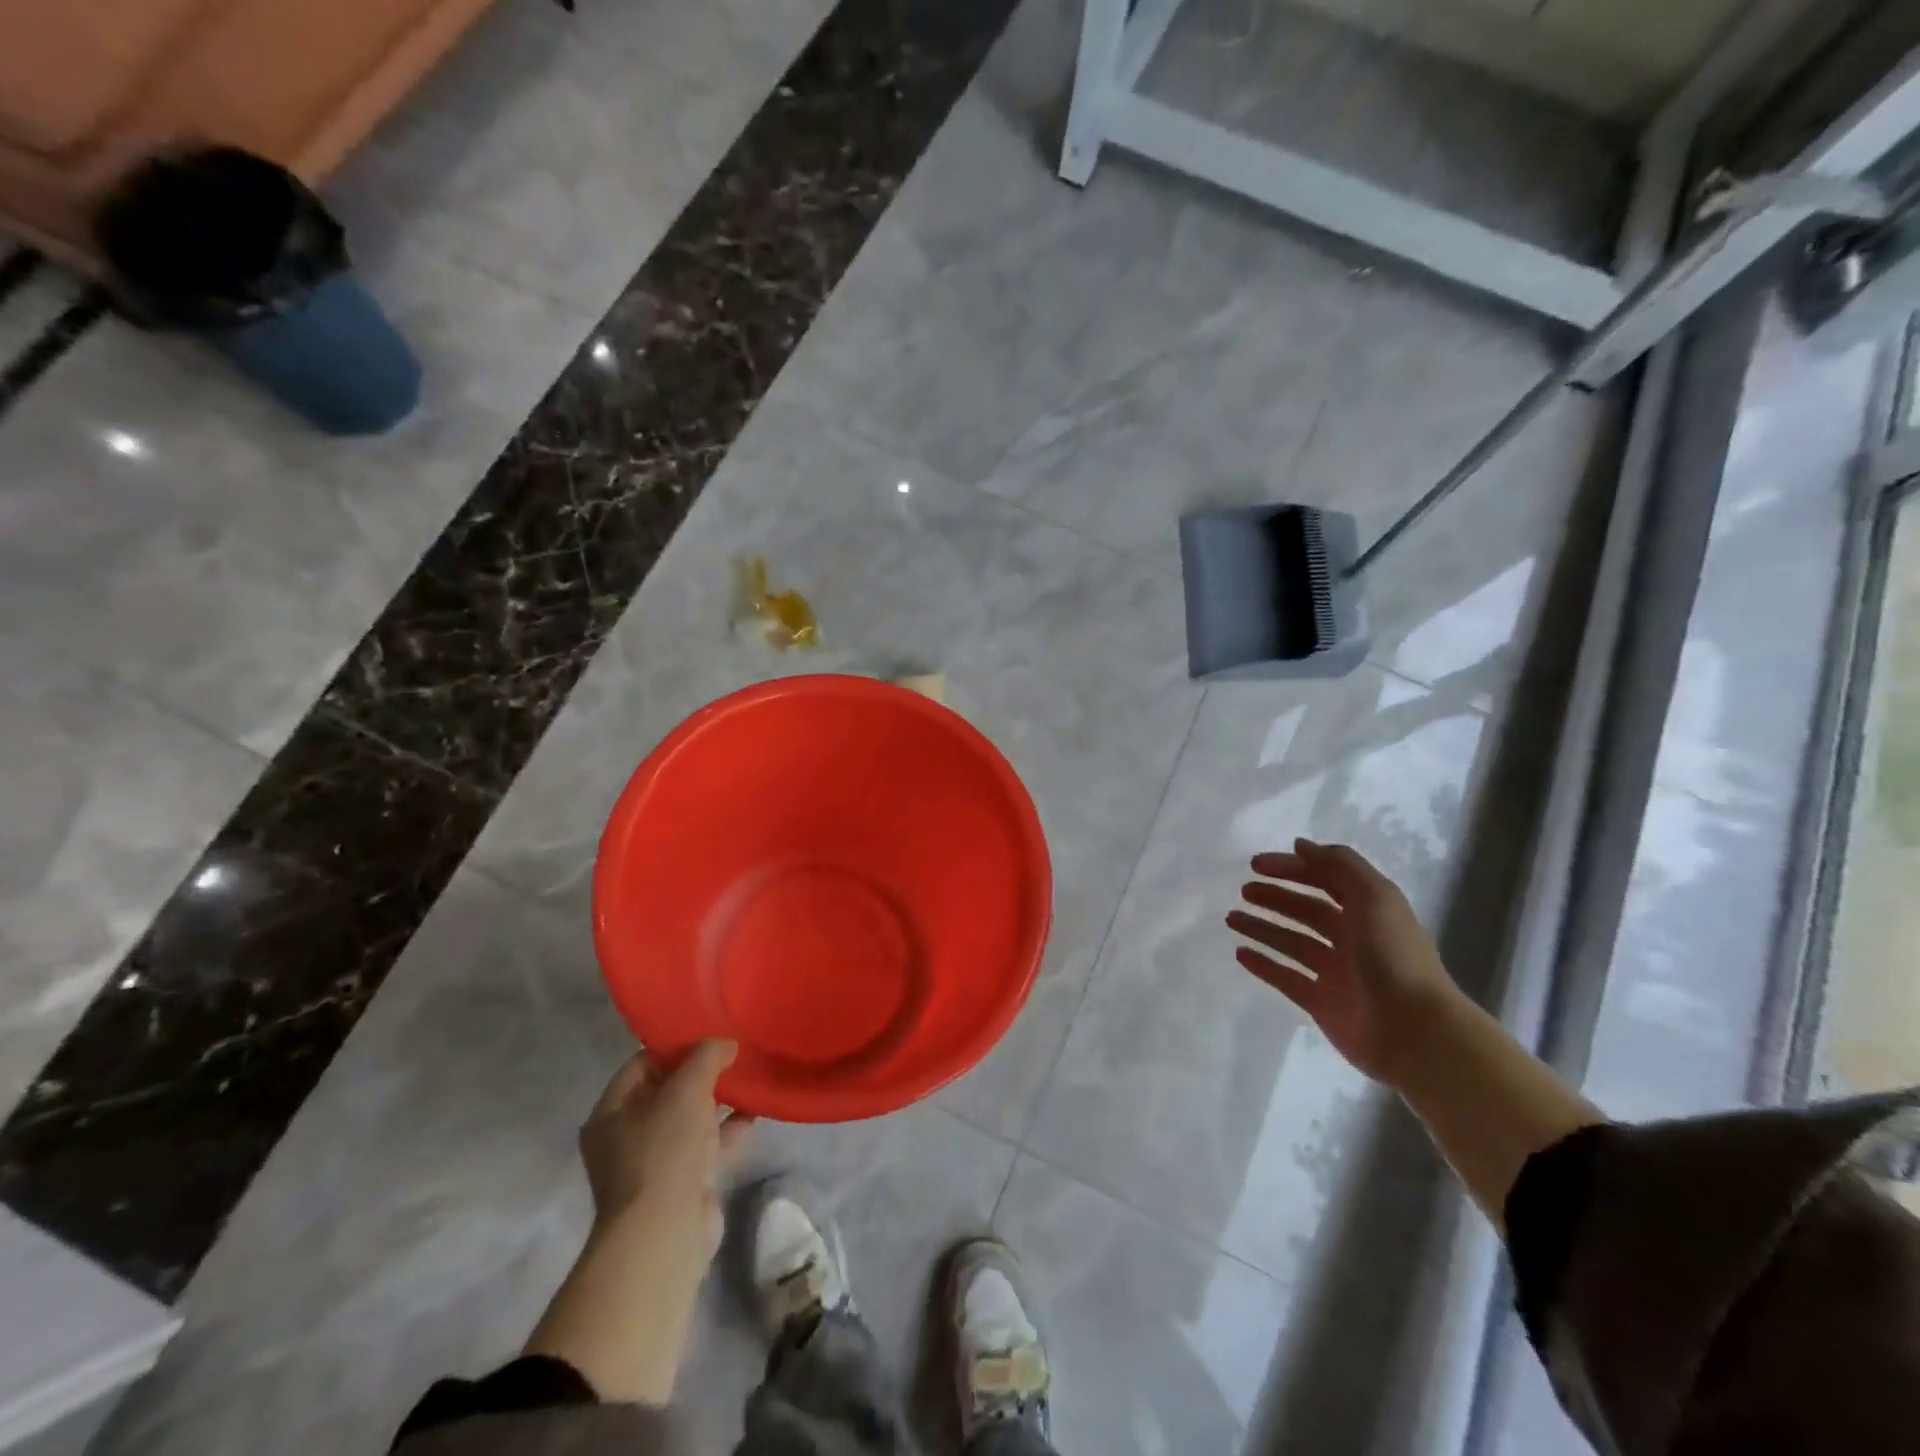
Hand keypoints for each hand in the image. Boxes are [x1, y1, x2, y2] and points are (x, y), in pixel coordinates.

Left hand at [525, 1041, 753, 1404]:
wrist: (664, 1234)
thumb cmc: (663, 1151)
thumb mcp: (686, 1089)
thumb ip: (707, 1056)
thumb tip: (726, 1042)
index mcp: (610, 1113)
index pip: (642, 1064)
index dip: (675, 1046)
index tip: (710, 1032)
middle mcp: (626, 1136)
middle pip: (667, 1090)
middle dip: (701, 1072)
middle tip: (734, 1051)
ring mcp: (654, 1162)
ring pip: (690, 1118)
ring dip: (718, 1100)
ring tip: (749, 1076)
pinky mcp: (682, 1183)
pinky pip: (707, 1145)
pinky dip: (729, 1129)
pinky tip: (756, 1111)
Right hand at [1227, 839, 1459, 1085]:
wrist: (1415, 1033)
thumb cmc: (1393, 957)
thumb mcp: (1374, 897)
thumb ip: (1339, 865)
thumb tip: (1300, 845)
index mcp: (1368, 911)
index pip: (1325, 880)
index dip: (1293, 868)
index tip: (1256, 864)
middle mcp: (1352, 938)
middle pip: (1306, 911)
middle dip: (1275, 897)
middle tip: (1243, 891)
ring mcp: (1336, 972)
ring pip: (1291, 942)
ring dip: (1262, 928)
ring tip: (1231, 918)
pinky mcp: (1321, 1003)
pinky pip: (1285, 978)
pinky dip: (1263, 965)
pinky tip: (1240, 953)